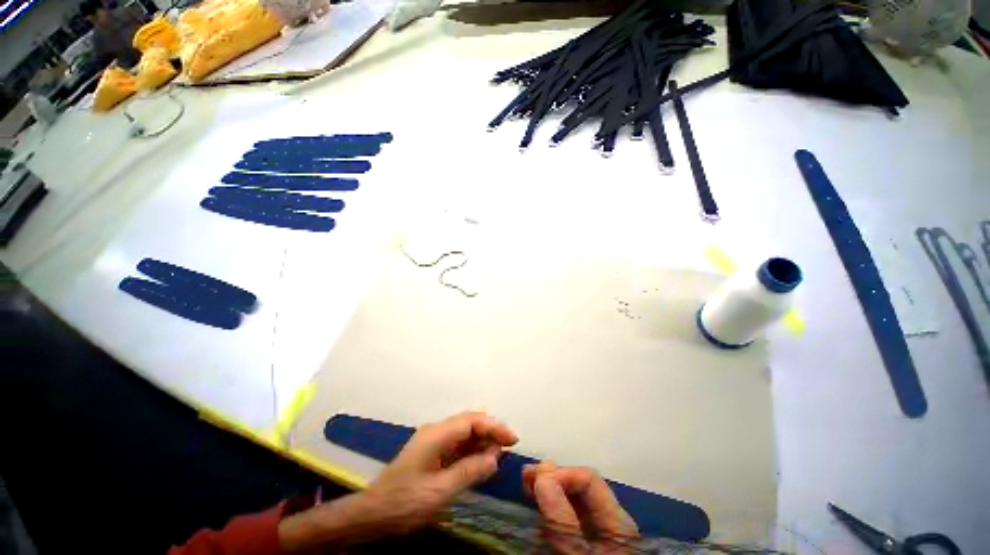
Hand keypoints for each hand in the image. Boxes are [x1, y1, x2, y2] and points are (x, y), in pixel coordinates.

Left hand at [279, 412, 516, 550]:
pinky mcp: (431, 452)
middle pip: (469, 422)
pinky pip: (457, 444)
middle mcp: (436, 431)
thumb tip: (495, 457)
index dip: (494, 426)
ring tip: (499, 453)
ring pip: (464, 432)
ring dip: (482, 440)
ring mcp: (432, 441)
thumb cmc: (405, 503)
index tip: (512, 438)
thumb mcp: (440, 491)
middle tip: (509, 444)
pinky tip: (481, 459)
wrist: (372, 514)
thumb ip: (469, 471)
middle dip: (490, 430)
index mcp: (437, 434)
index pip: (472, 421)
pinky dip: (472, 449)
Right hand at [523, 462, 637, 553]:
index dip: (561, 474)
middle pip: (581, 486)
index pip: (589, 479)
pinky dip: (551, 504)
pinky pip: (569, 514)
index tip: (534, 482)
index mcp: (617, 522)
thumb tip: (543, 473)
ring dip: (549, 487)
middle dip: (552, 477)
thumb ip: (562, 520)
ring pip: (573, 498)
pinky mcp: (587, 542)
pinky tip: (537, 504)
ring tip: (527, 485)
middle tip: (525, 478)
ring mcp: (599, 532)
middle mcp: (610, 521)